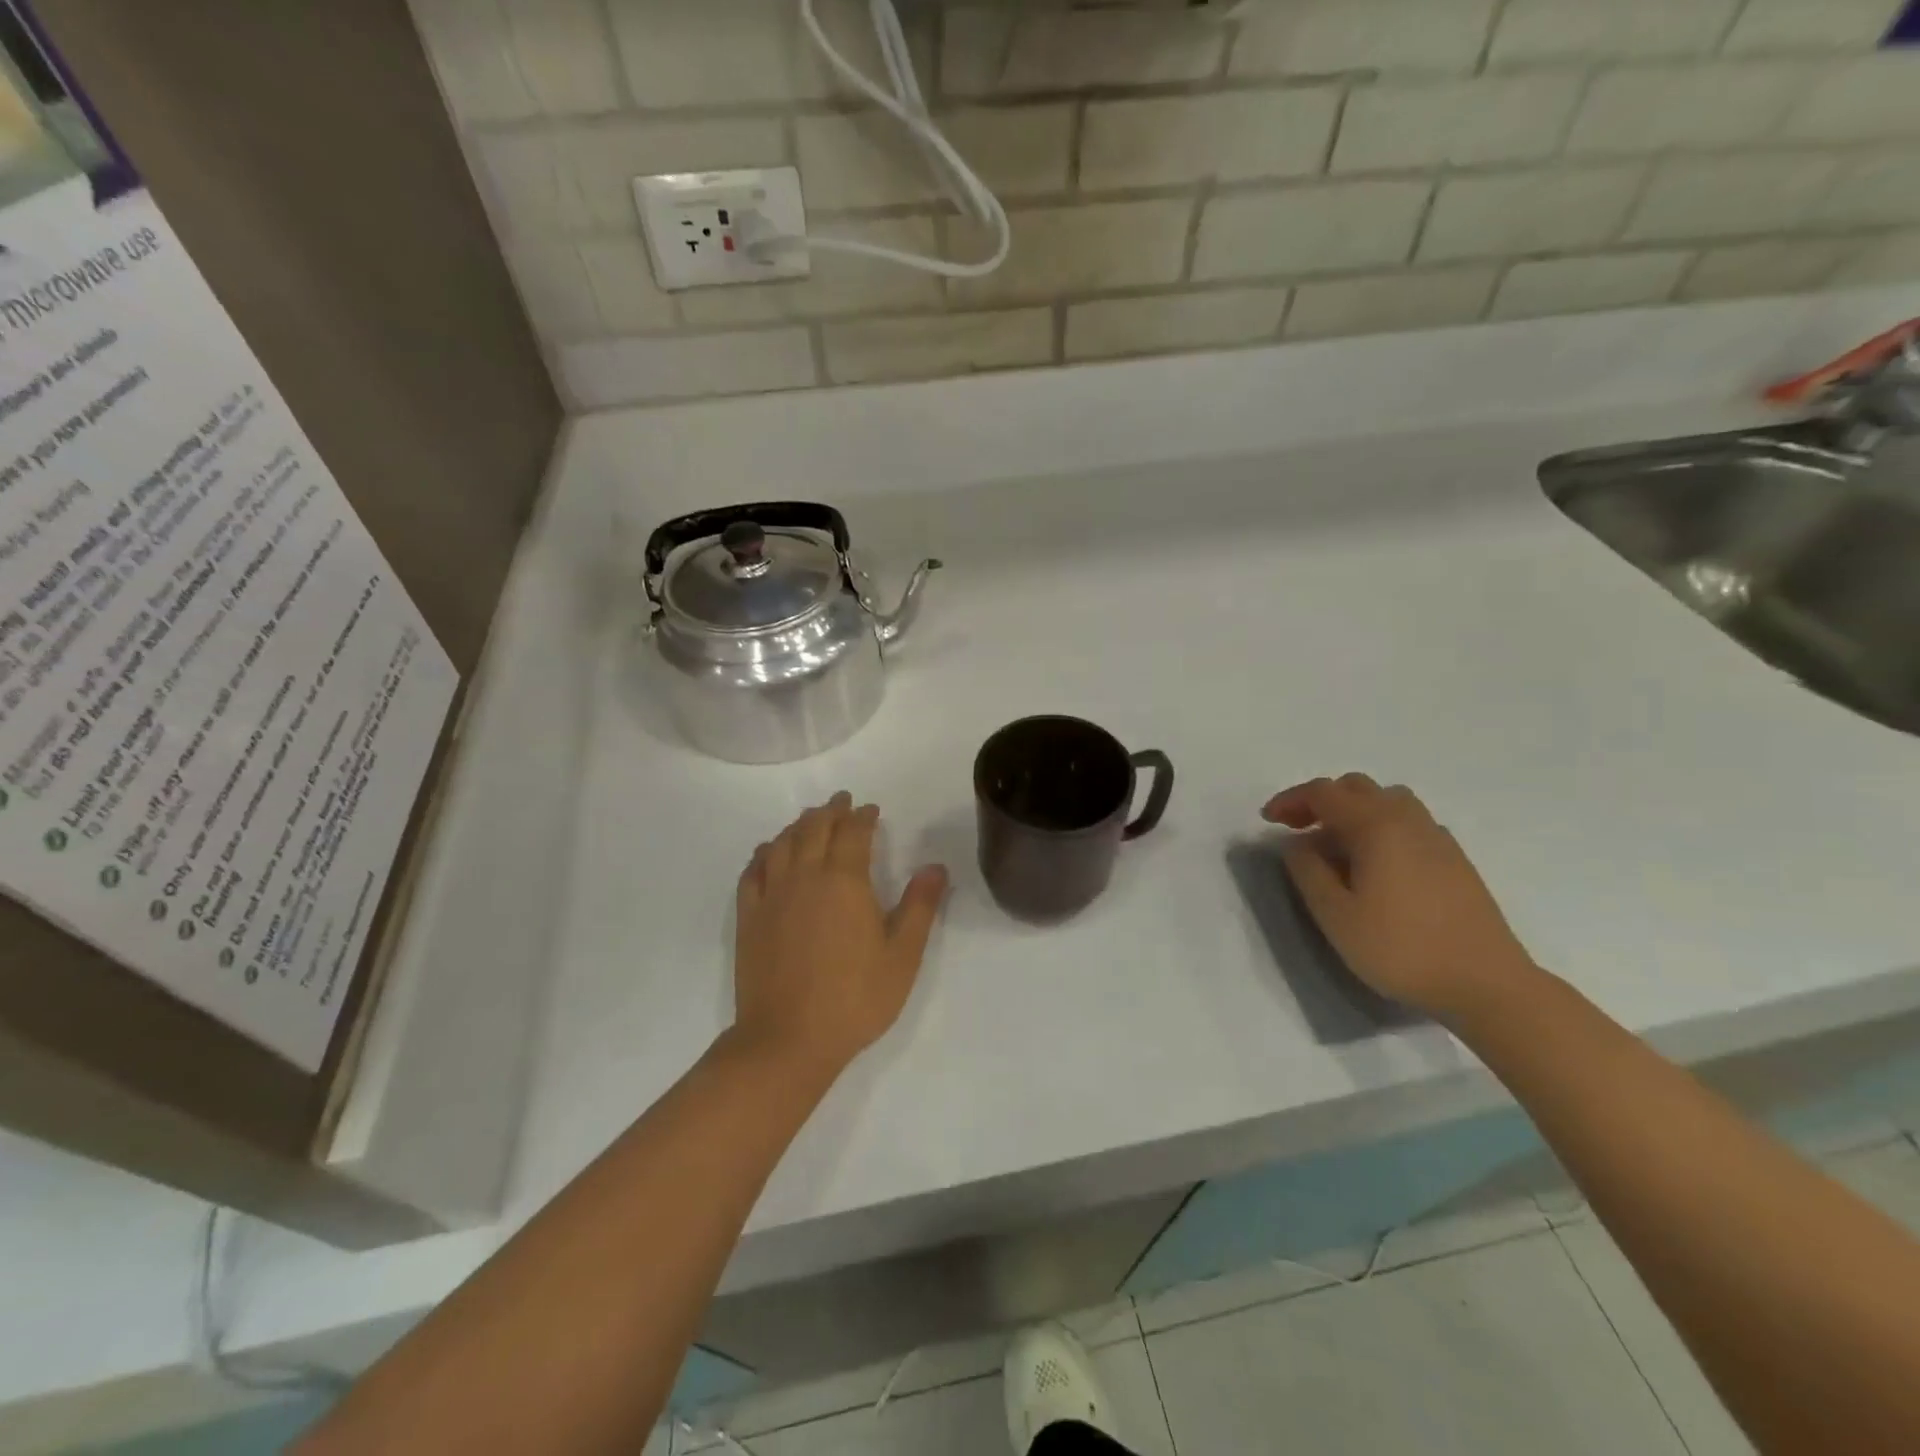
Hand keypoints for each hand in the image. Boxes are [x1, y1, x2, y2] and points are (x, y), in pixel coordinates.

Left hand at [731, 792, 948, 1081]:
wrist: (788, 1039)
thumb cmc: (855, 998)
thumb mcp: (902, 956)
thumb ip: (920, 906)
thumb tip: (935, 866)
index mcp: (845, 881)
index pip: (853, 833)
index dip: (862, 817)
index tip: (870, 810)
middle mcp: (805, 877)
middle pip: (814, 829)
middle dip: (830, 811)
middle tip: (841, 802)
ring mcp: (772, 896)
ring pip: (782, 844)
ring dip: (798, 825)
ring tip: (809, 820)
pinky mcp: (749, 918)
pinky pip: (753, 872)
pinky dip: (764, 854)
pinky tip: (768, 853)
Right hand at [1263, 774, 1534, 1018]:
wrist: (1487, 985)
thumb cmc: (1401, 949)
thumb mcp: (1335, 915)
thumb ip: (1308, 871)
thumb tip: (1297, 843)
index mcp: (1376, 826)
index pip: (1324, 792)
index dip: (1290, 800)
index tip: (1267, 822)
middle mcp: (1408, 820)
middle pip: (1357, 788)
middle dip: (1320, 802)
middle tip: (1297, 831)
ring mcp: (1437, 838)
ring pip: (1387, 801)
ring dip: (1353, 812)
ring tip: (1335, 846)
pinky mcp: (1455, 859)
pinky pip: (1409, 823)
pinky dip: (1380, 827)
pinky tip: (1375, 864)